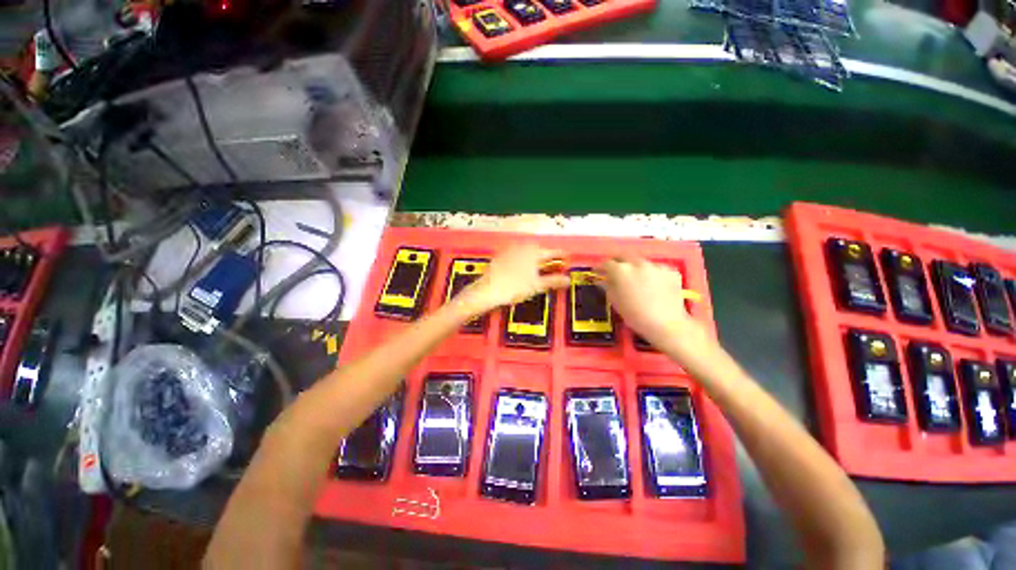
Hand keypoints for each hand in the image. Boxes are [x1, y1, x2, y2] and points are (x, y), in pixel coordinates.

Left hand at [460, 245, 569, 313]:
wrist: (488, 291)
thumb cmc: (511, 287)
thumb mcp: (537, 286)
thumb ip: (553, 281)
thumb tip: (566, 280)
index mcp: (532, 252)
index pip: (552, 252)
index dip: (562, 256)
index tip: (567, 259)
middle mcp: (521, 248)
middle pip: (540, 250)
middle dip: (548, 257)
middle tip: (555, 264)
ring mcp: (510, 252)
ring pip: (528, 251)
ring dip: (536, 257)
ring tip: (541, 267)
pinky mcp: (501, 257)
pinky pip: (517, 255)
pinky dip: (524, 260)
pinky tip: (523, 268)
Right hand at [596, 257, 716, 362]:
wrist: (667, 324)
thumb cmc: (635, 316)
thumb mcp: (615, 301)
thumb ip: (607, 286)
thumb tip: (603, 279)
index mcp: (621, 270)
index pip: (607, 263)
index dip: (601, 268)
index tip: (598, 273)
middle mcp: (637, 263)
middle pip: (624, 255)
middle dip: (618, 262)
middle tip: (616, 271)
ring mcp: (656, 265)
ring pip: (641, 261)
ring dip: (635, 267)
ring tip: (636, 280)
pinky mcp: (670, 270)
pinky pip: (656, 269)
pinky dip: (651, 274)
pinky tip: (652, 286)